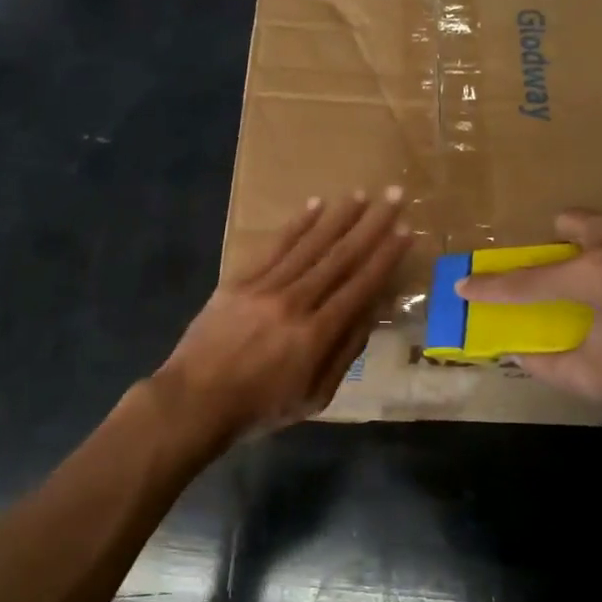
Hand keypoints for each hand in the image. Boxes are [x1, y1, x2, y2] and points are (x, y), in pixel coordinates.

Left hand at [156, 188, 411, 436]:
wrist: (195, 400)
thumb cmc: (260, 407)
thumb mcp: (314, 397)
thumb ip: (345, 353)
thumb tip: (371, 312)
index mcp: (316, 334)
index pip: (360, 286)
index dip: (385, 257)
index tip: (405, 231)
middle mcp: (295, 302)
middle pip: (339, 257)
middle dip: (371, 225)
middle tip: (394, 196)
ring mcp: (264, 287)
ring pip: (309, 245)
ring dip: (338, 217)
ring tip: (360, 194)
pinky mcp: (239, 280)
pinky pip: (274, 247)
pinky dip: (296, 225)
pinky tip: (314, 206)